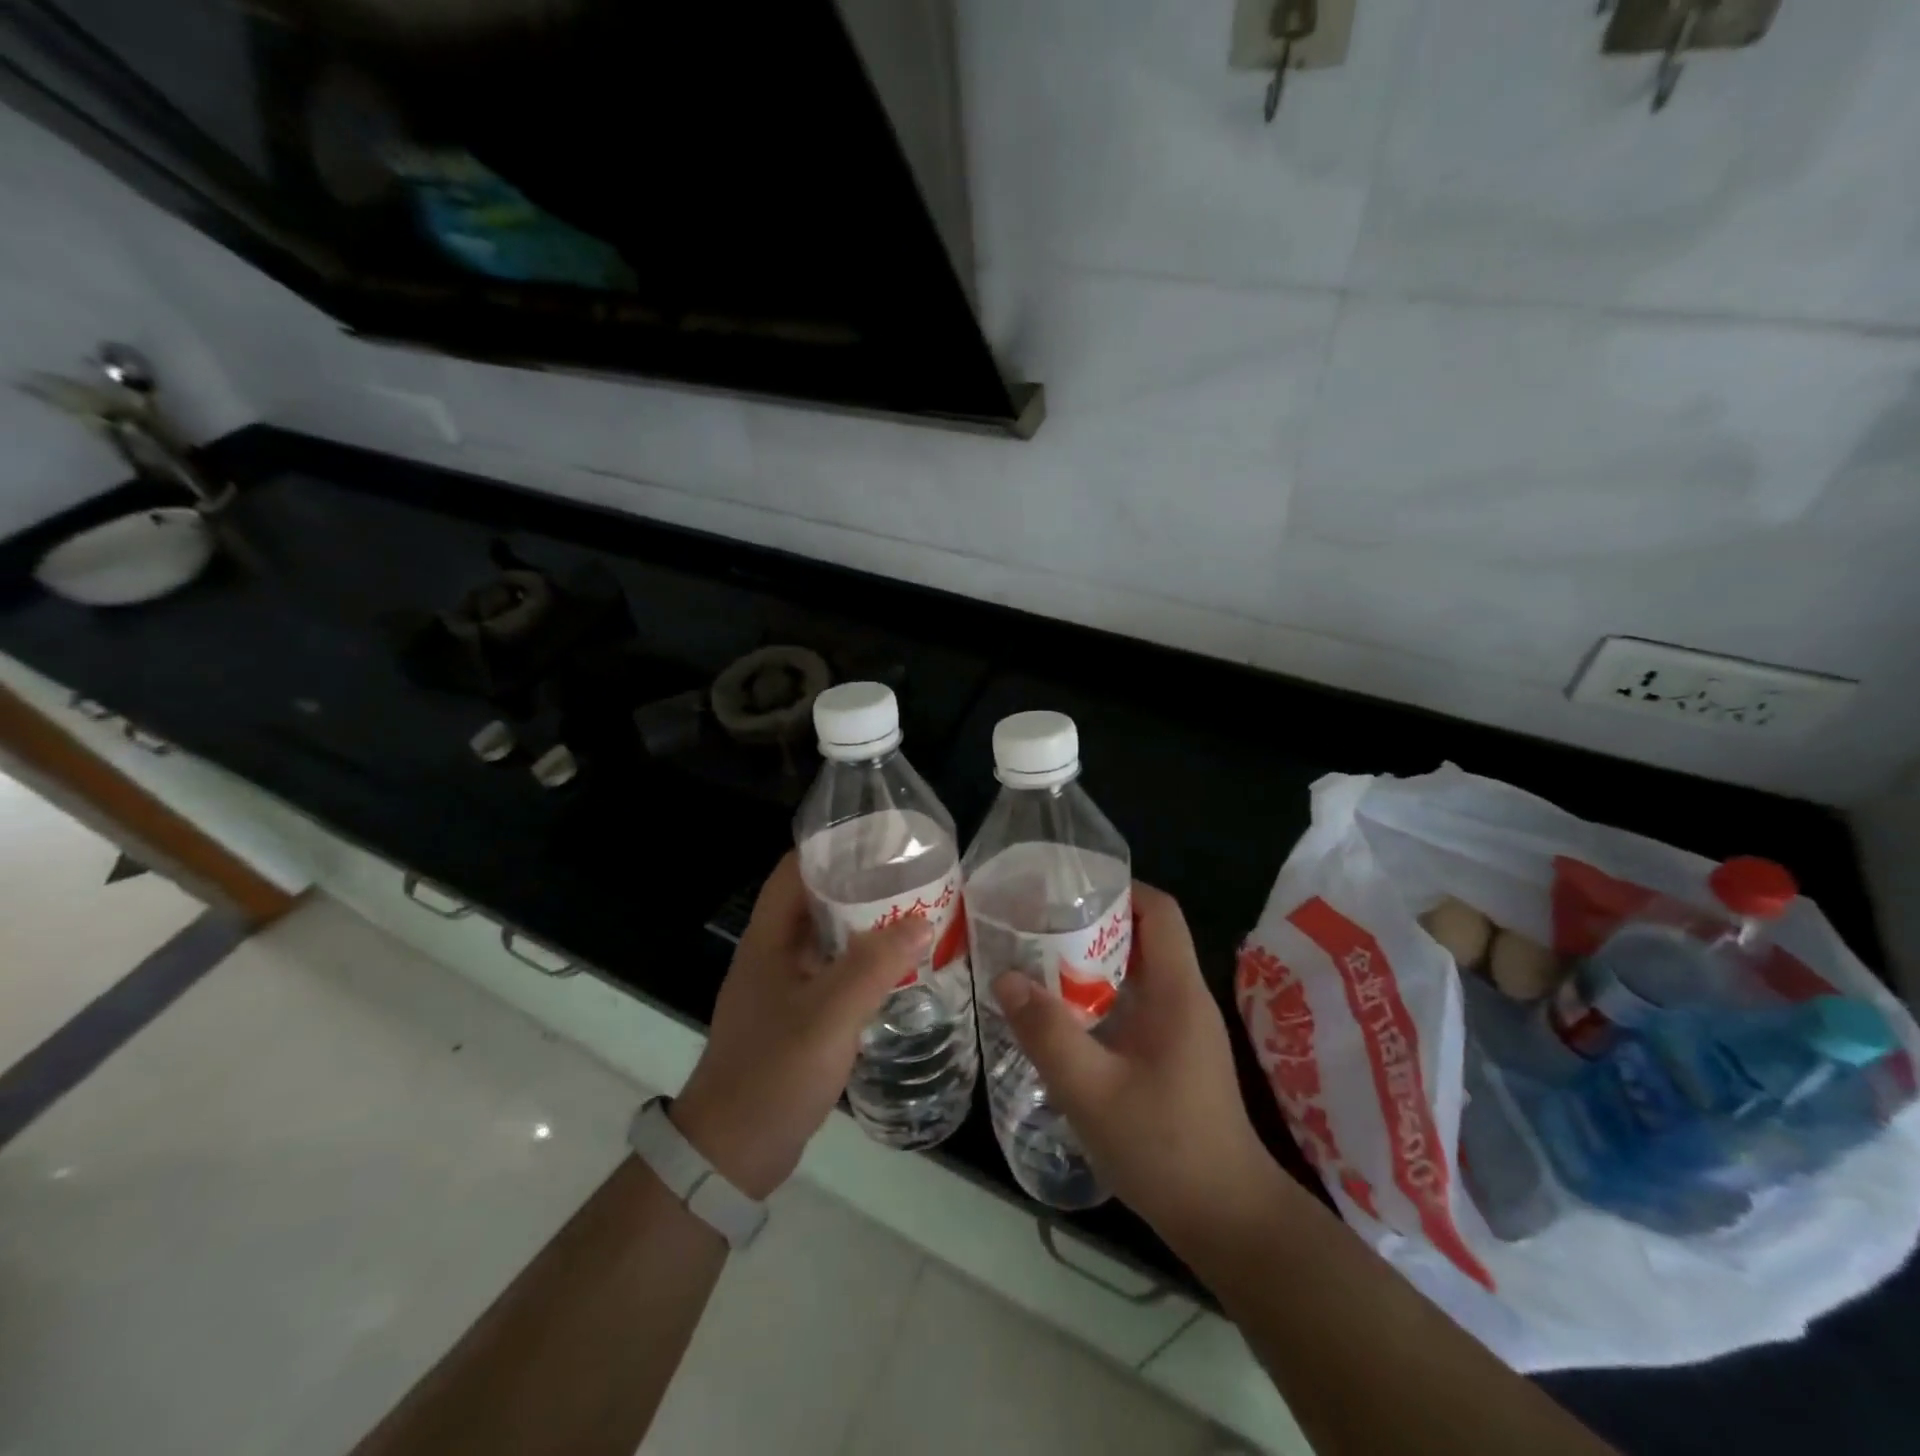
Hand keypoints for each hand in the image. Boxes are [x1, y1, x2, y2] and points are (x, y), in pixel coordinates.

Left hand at [671, 852, 930, 1200]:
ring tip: (915, 915)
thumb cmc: (774, 1072)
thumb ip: (874, 965)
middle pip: (817, 901)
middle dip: (861, 885)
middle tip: (913, 877)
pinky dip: (863, 964)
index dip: (833, 847)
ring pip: (828, 939)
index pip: (795, 870)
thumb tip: (922, 919)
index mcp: (769, 939)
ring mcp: (784, 987)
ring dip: (865, 926)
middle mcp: (774, 954)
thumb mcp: (828, 1015)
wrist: (732, 1153)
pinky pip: (834, 974)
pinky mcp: (797, 1017)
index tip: (880, 840)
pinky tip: (898, 970)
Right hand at [991, 882, 1277, 1250]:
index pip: (1160, 910)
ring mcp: (1182, 1029)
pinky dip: (1101, 996)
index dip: (1119, 887)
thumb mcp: (1092, 1091)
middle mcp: (1184, 998)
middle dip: (1093, 921)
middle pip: (1144, 935)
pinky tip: (1063, 1016)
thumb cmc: (1165, 1148)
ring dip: (1093, 961)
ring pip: (1137, 972)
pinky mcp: (1174, 1055)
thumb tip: (1005, 977)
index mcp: (1176, 991)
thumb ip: (1047, 1033)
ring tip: (1039, 960)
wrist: (1227, 1221)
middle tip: (1037, 923)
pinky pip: (1136, 1004)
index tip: (1068, 888)